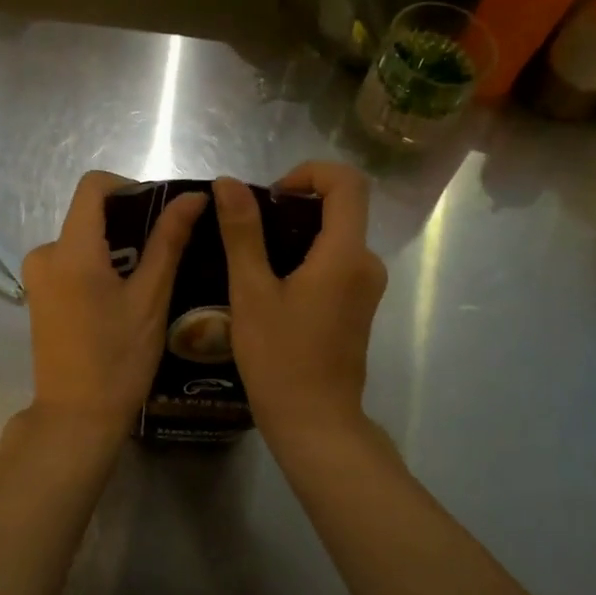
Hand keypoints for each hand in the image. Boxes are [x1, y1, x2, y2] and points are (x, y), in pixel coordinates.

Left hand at [21, 172, 205, 437]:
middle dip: (128, 222)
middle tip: (166, 251)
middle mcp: (45, 253)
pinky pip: (72, 262)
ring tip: (150, 278)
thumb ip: (169, 241)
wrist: (76, 418)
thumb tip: (193, 197)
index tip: (159, 210)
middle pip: (89, 214)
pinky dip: (100, 266)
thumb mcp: (151, 298)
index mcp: (71, 249)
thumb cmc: (118, 359)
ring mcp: (37, 276)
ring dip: (116, 248)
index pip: (93, 186)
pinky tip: (124, 297)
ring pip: (83, 240)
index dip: (128, 186)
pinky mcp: (39, 296)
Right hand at [214, 163, 386, 433]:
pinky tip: (272, 282)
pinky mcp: (359, 304)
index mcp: (345, 254)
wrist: (315, 422)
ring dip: (298, 230)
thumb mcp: (251, 292)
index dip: (310, 172)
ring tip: (254, 255)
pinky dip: (307, 254)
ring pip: (337, 234)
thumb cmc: (280, 359)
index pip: (347, 182)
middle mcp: (366, 263)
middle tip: (252, 227)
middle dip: (296, 202)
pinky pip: (336, 260)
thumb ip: (242, 232)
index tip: (273, 195)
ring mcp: (366, 285)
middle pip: (342, 206)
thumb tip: (228, 183)